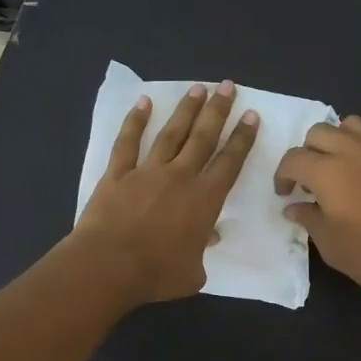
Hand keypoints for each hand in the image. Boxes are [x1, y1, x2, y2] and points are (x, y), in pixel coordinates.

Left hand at [73, 80, 258, 306]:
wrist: (109, 266)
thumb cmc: (157, 274)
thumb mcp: (194, 273)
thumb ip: (203, 251)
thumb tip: (210, 236)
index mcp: (205, 200)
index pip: (230, 162)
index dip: (242, 138)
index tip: (251, 116)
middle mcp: (180, 177)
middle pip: (203, 137)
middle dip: (218, 111)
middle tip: (227, 86)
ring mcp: (147, 171)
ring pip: (171, 133)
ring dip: (185, 110)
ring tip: (197, 89)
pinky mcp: (117, 174)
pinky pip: (128, 142)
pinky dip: (136, 121)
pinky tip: (143, 102)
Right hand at [273, 115, 360, 307]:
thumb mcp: (329, 243)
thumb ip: (308, 218)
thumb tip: (294, 206)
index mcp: (327, 171)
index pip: (293, 159)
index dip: (283, 175)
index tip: (285, 193)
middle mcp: (353, 150)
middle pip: (319, 133)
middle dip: (307, 153)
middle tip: (309, 180)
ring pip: (350, 126)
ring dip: (337, 141)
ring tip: (339, 166)